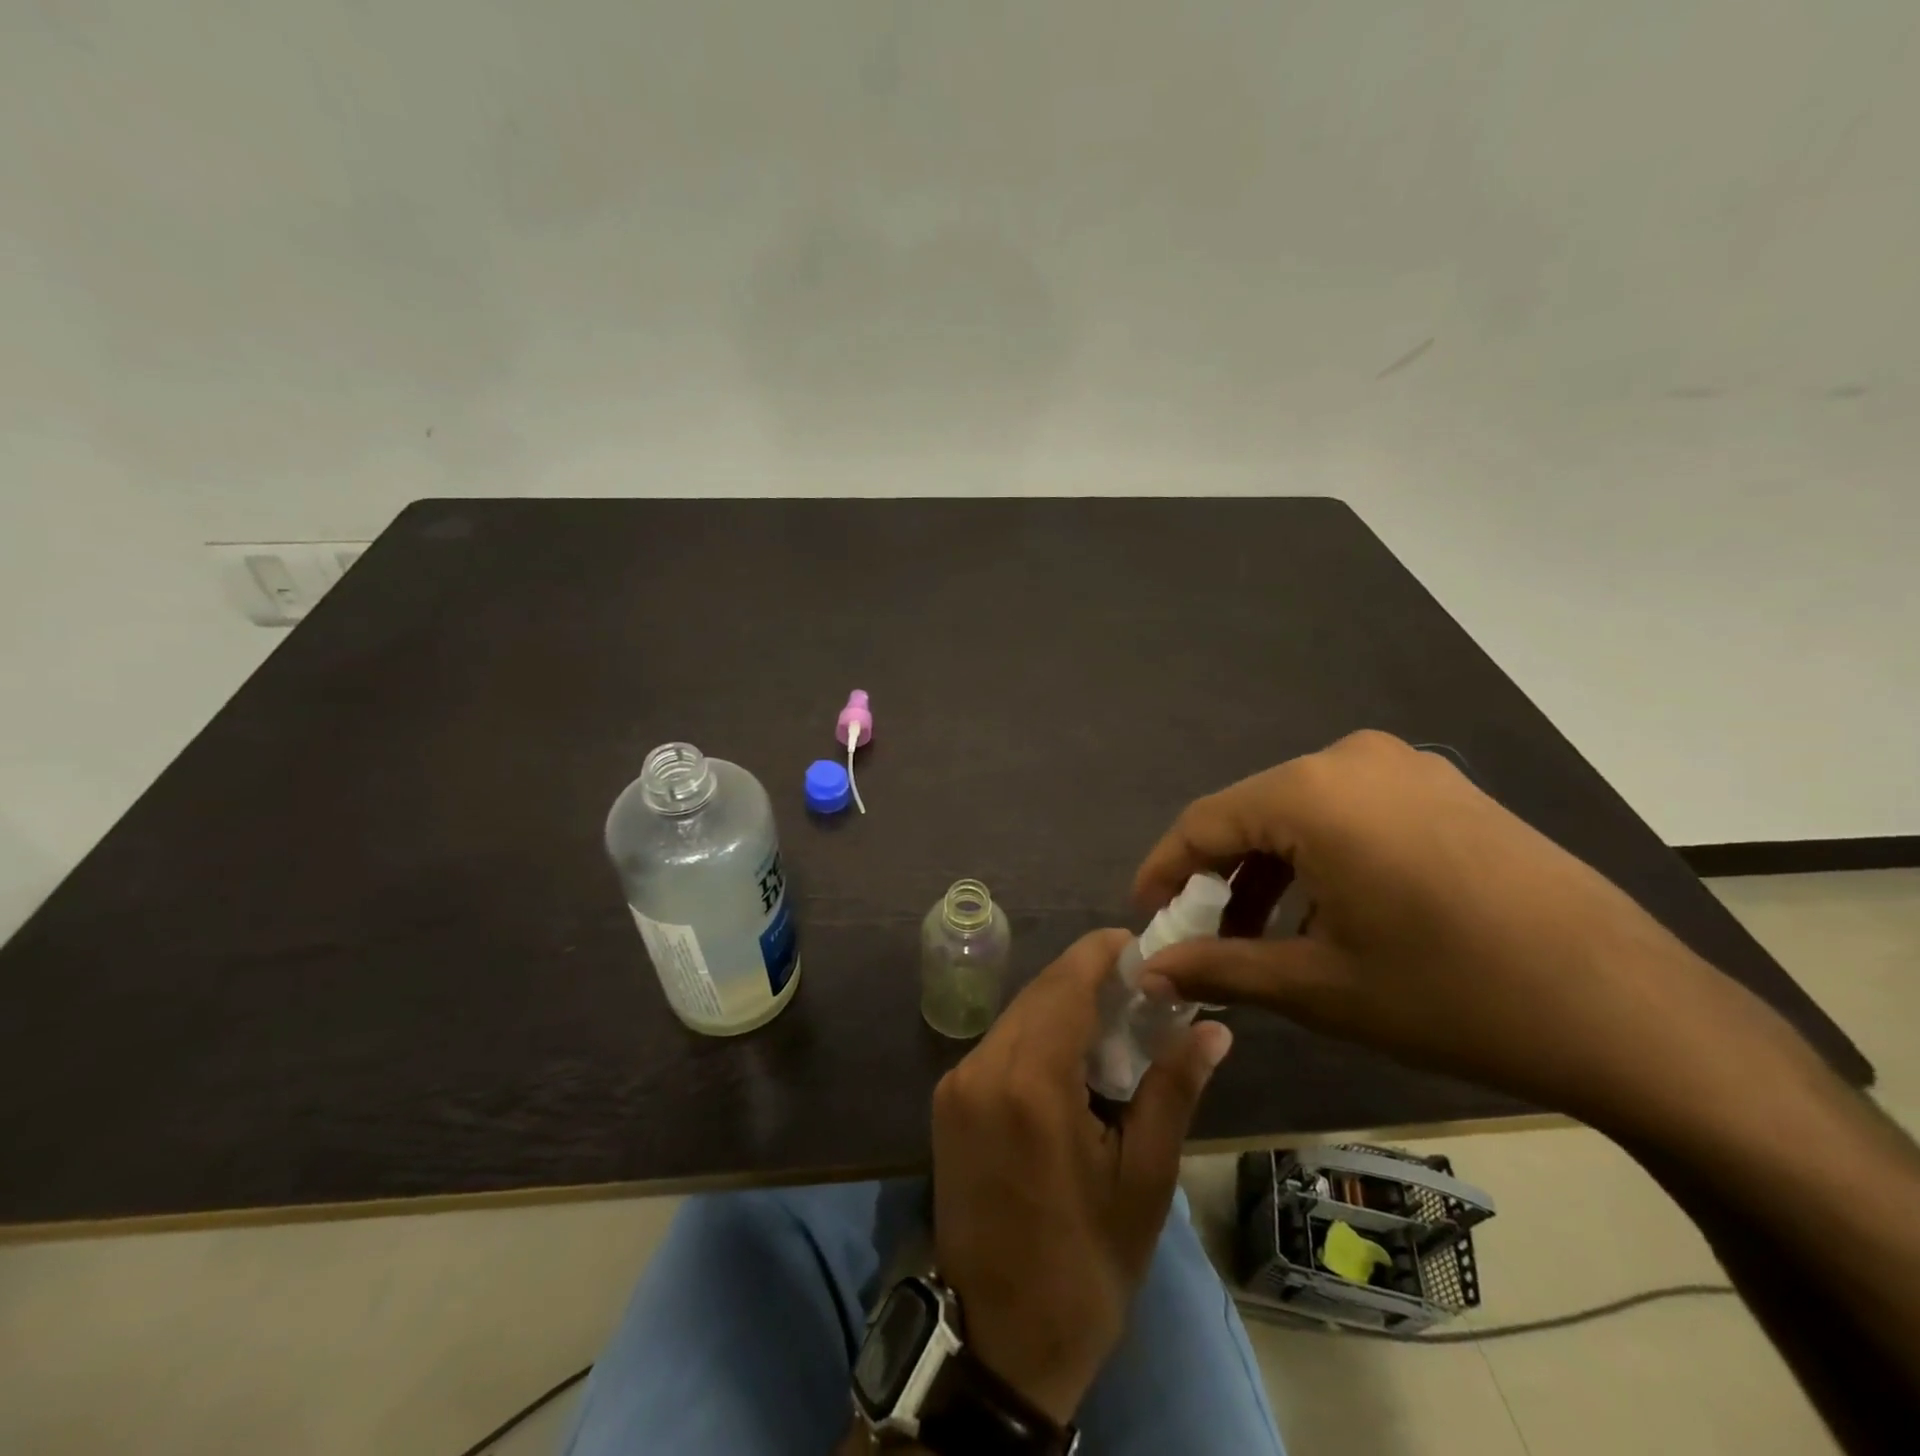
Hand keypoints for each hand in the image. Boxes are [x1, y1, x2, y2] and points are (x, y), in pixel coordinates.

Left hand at [931, 930, 1232, 1425]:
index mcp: (1030, 1083)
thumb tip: (1213, 1028)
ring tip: (1115, 1022)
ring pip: (1017, 1015)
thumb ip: (1172, 1090)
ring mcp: (956, 1083)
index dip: (1103, 954)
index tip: (1142, 947)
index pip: (1066, 984)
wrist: (997, 1340)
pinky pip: (999, 1043)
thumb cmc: (1084, 1266)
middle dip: (1088, 980)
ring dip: (1062, 1006)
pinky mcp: (947, 1100)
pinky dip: (1037, 1035)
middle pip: (1040, 994)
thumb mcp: (1143, 1181)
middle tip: (1141, 991)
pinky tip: (1072, 1056)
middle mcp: (982, 1067)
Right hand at [1133, 730, 1769, 1133]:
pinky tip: (1325, 913)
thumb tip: (1147, 972)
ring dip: (1269, 871)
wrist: (1632, 1013)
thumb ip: (1218, 968)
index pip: (1204, 822)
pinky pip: (1351, 813)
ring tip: (1260, 936)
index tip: (1147, 918)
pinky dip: (1318, 858)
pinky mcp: (1446, 790)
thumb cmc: (1452, 995)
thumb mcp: (1318, 987)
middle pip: (1252, 813)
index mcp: (1313, 792)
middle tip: (1203, 938)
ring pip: (1302, 813)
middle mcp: (1353, 760)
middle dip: (1218, 877)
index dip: (1164, 871)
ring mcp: (1408, 768)